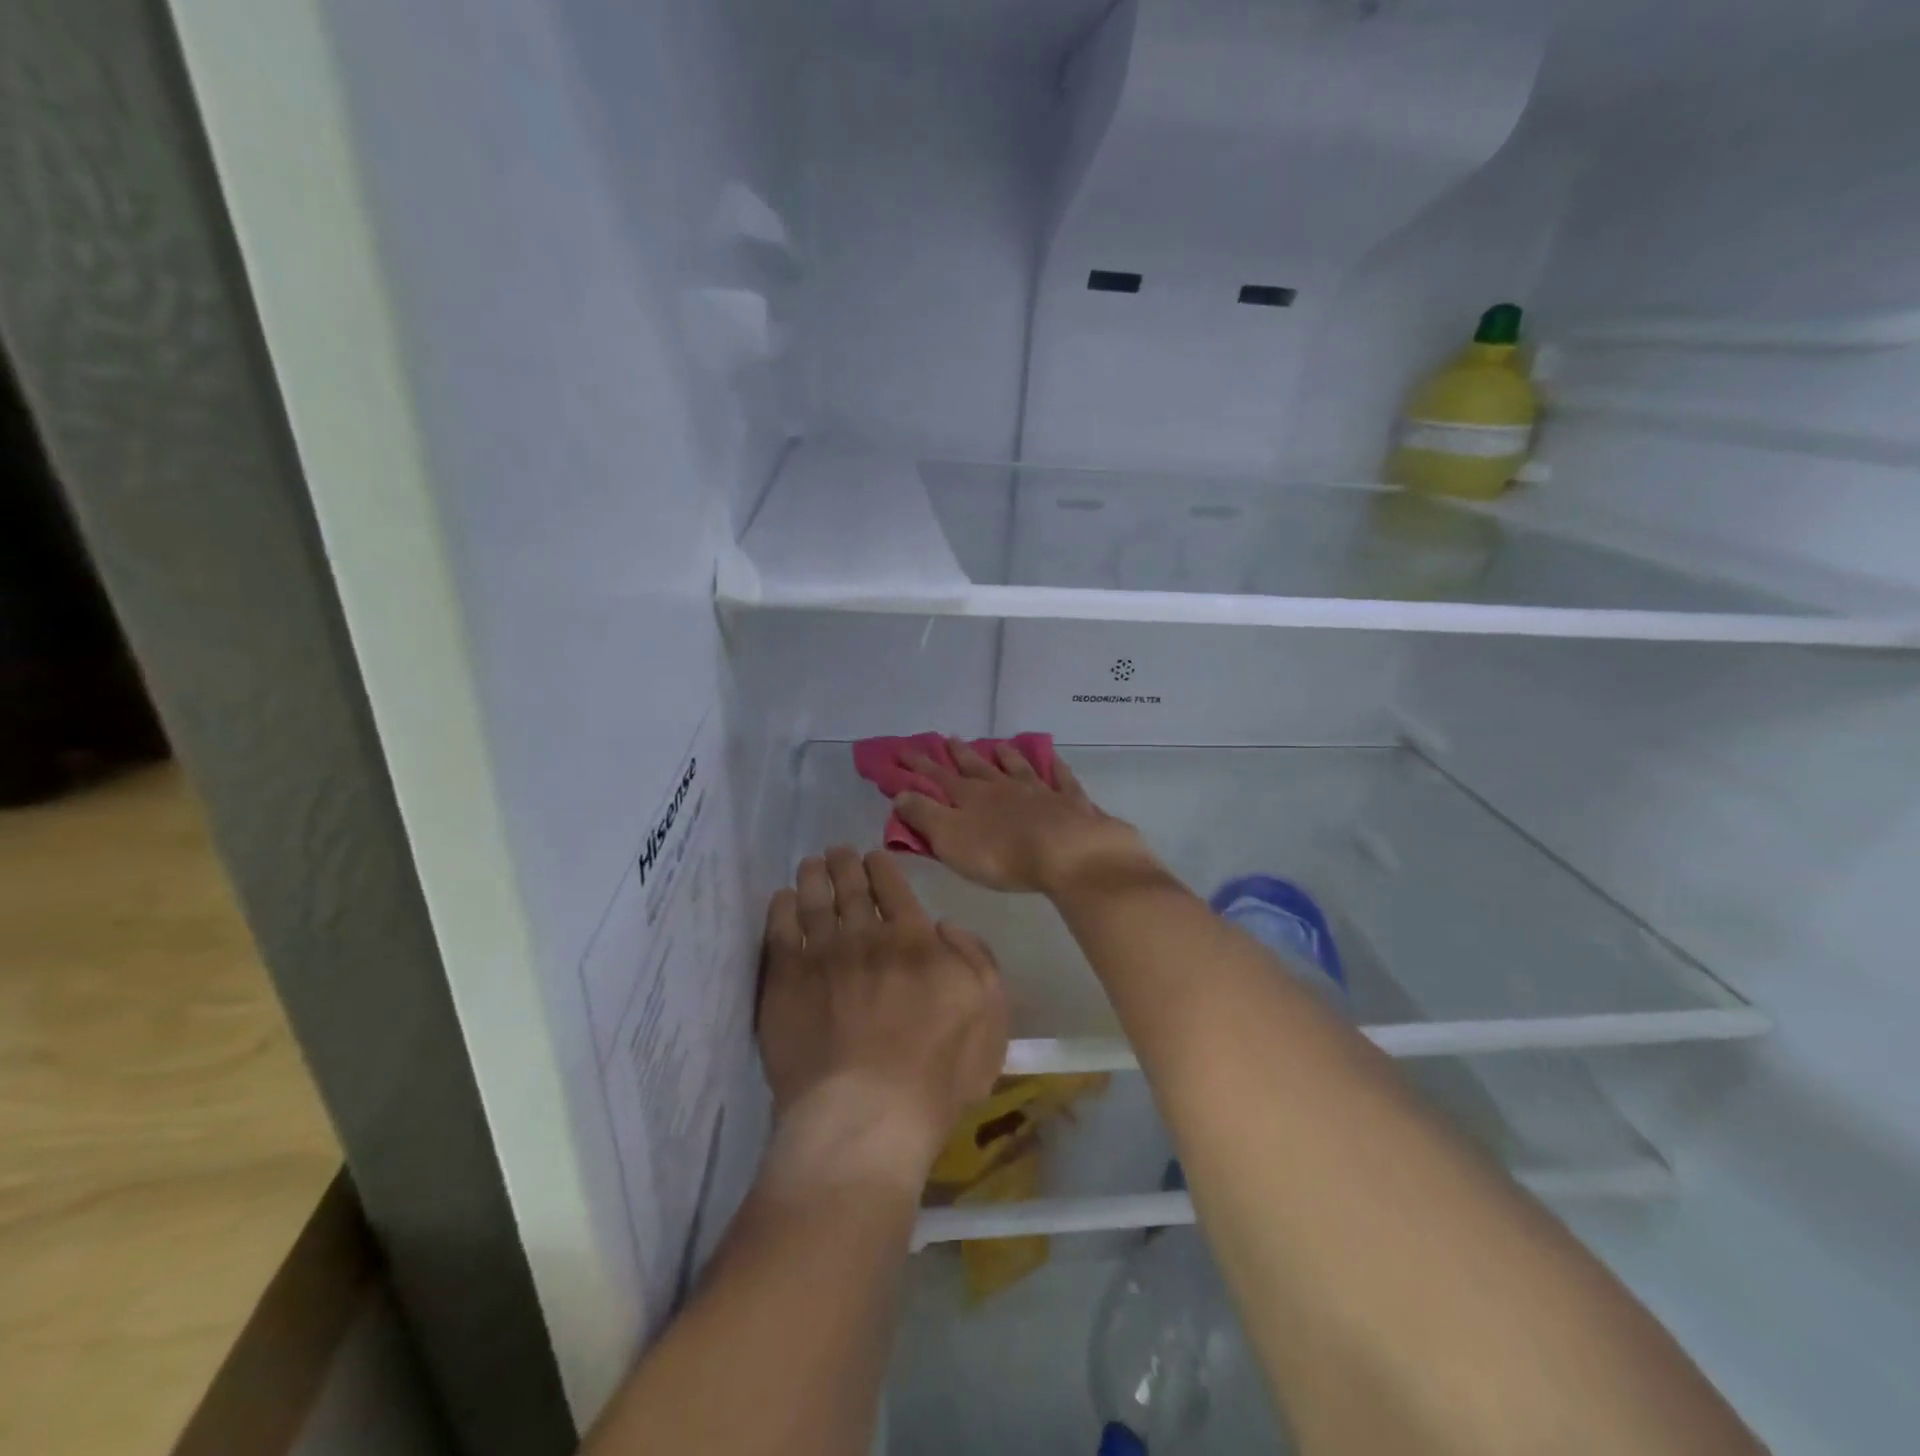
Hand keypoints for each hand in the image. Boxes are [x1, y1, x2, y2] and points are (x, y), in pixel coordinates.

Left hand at [757, 848, 1007, 1190]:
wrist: (867, 1115)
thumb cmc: (938, 1073)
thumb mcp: (990, 1014)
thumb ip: (977, 959)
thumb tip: (946, 925)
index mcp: (914, 940)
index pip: (895, 889)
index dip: (882, 867)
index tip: (873, 855)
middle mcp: (865, 936)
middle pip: (852, 887)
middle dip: (845, 863)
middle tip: (837, 850)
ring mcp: (822, 956)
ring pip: (815, 899)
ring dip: (814, 876)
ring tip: (811, 863)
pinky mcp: (785, 980)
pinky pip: (780, 931)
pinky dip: (782, 908)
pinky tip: (782, 899)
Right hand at [893, 739, 1157, 895]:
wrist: (1066, 852)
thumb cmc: (1001, 853)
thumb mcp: (950, 839)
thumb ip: (925, 815)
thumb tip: (901, 793)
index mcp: (971, 797)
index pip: (938, 778)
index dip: (919, 766)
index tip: (902, 750)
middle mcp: (1003, 787)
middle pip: (977, 767)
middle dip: (959, 754)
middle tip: (948, 738)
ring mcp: (1039, 791)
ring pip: (1018, 768)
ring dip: (1006, 757)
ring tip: (998, 746)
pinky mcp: (1069, 802)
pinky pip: (1061, 780)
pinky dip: (1055, 769)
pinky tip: (1054, 761)